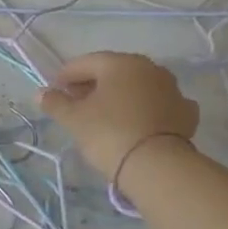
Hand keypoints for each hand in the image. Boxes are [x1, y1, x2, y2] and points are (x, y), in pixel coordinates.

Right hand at [38, 52, 199, 174]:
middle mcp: (150, 68)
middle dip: (93, 84)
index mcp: (120, 63)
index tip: (54, 90)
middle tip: (76, 101)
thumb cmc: (108, 133)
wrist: (157, 165)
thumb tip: (42, 93)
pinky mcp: (186, 112)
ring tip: (105, 114)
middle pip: (114, 72)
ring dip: (120, 95)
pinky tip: (137, 121)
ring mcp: (172, 89)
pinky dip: (145, 109)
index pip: (86, 62)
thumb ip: (55, 103)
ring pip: (138, 87)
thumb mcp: (73, 119)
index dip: (66, 75)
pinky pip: (159, 104)